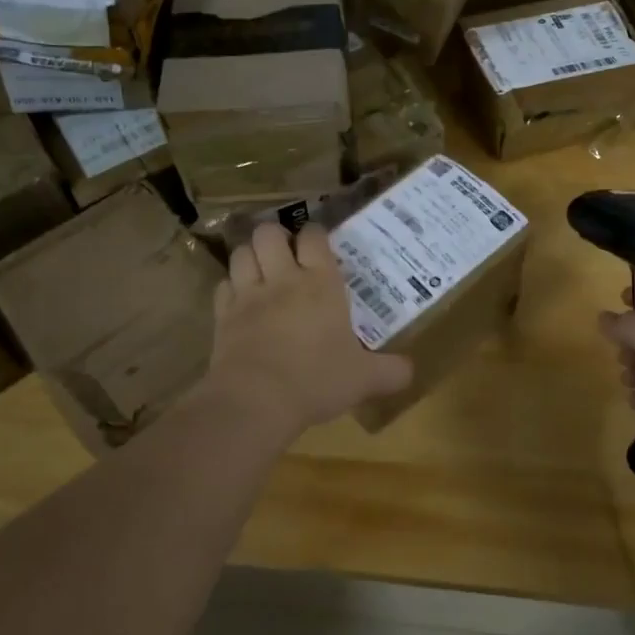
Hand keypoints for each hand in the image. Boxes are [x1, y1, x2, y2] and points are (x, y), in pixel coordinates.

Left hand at [203, 222, 413, 440]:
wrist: (257, 401)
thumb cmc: (317, 380)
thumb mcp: (364, 379)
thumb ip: (391, 371)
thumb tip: (411, 370)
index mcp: (321, 284)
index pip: (314, 237)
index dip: (315, 234)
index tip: (320, 244)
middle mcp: (283, 279)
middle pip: (269, 233)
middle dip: (275, 236)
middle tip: (285, 253)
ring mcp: (248, 295)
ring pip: (241, 253)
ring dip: (250, 255)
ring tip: (260, 268)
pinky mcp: (223, 316)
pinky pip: (223, 286)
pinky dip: (230, 287)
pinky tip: (239, 300)